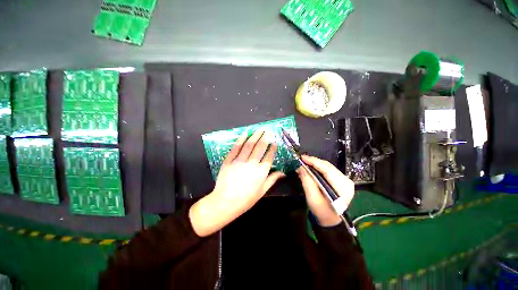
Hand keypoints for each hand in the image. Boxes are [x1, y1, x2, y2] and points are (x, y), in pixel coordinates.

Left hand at [189, 130, 284, 236]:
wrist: (225, 202)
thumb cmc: (246, 199)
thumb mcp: (262, 191)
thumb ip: (272, 179)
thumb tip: (283, 172)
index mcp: (261, 172)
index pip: (269, 156)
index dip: (272, 148)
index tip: (275, 142)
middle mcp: (251, 163)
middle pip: (260, 147)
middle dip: (265, 137)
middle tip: (268, 131)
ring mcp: (239, 161)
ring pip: (249, 145)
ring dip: (255, 136)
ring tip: (259, 129)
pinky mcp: (229, 160)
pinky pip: (236, 148)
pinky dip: (241, 140)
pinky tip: (245, 133)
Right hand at [297, 155, 354, 226]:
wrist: (330, 220)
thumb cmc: (322, 212)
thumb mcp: (312, 198)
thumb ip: (307, 182)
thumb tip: (301, 168)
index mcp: (342, 187)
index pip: (327, 170)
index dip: (314, 162)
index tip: (302, 157)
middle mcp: (346, 181)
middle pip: (328, 166)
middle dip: (314, 162)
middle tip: (301, 160)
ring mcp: (345, 180)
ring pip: (328, 167)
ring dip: (315, 164)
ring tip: (305, 163)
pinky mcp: (341, 180)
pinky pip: (328, 170)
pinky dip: (319, 168)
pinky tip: (311, 168)